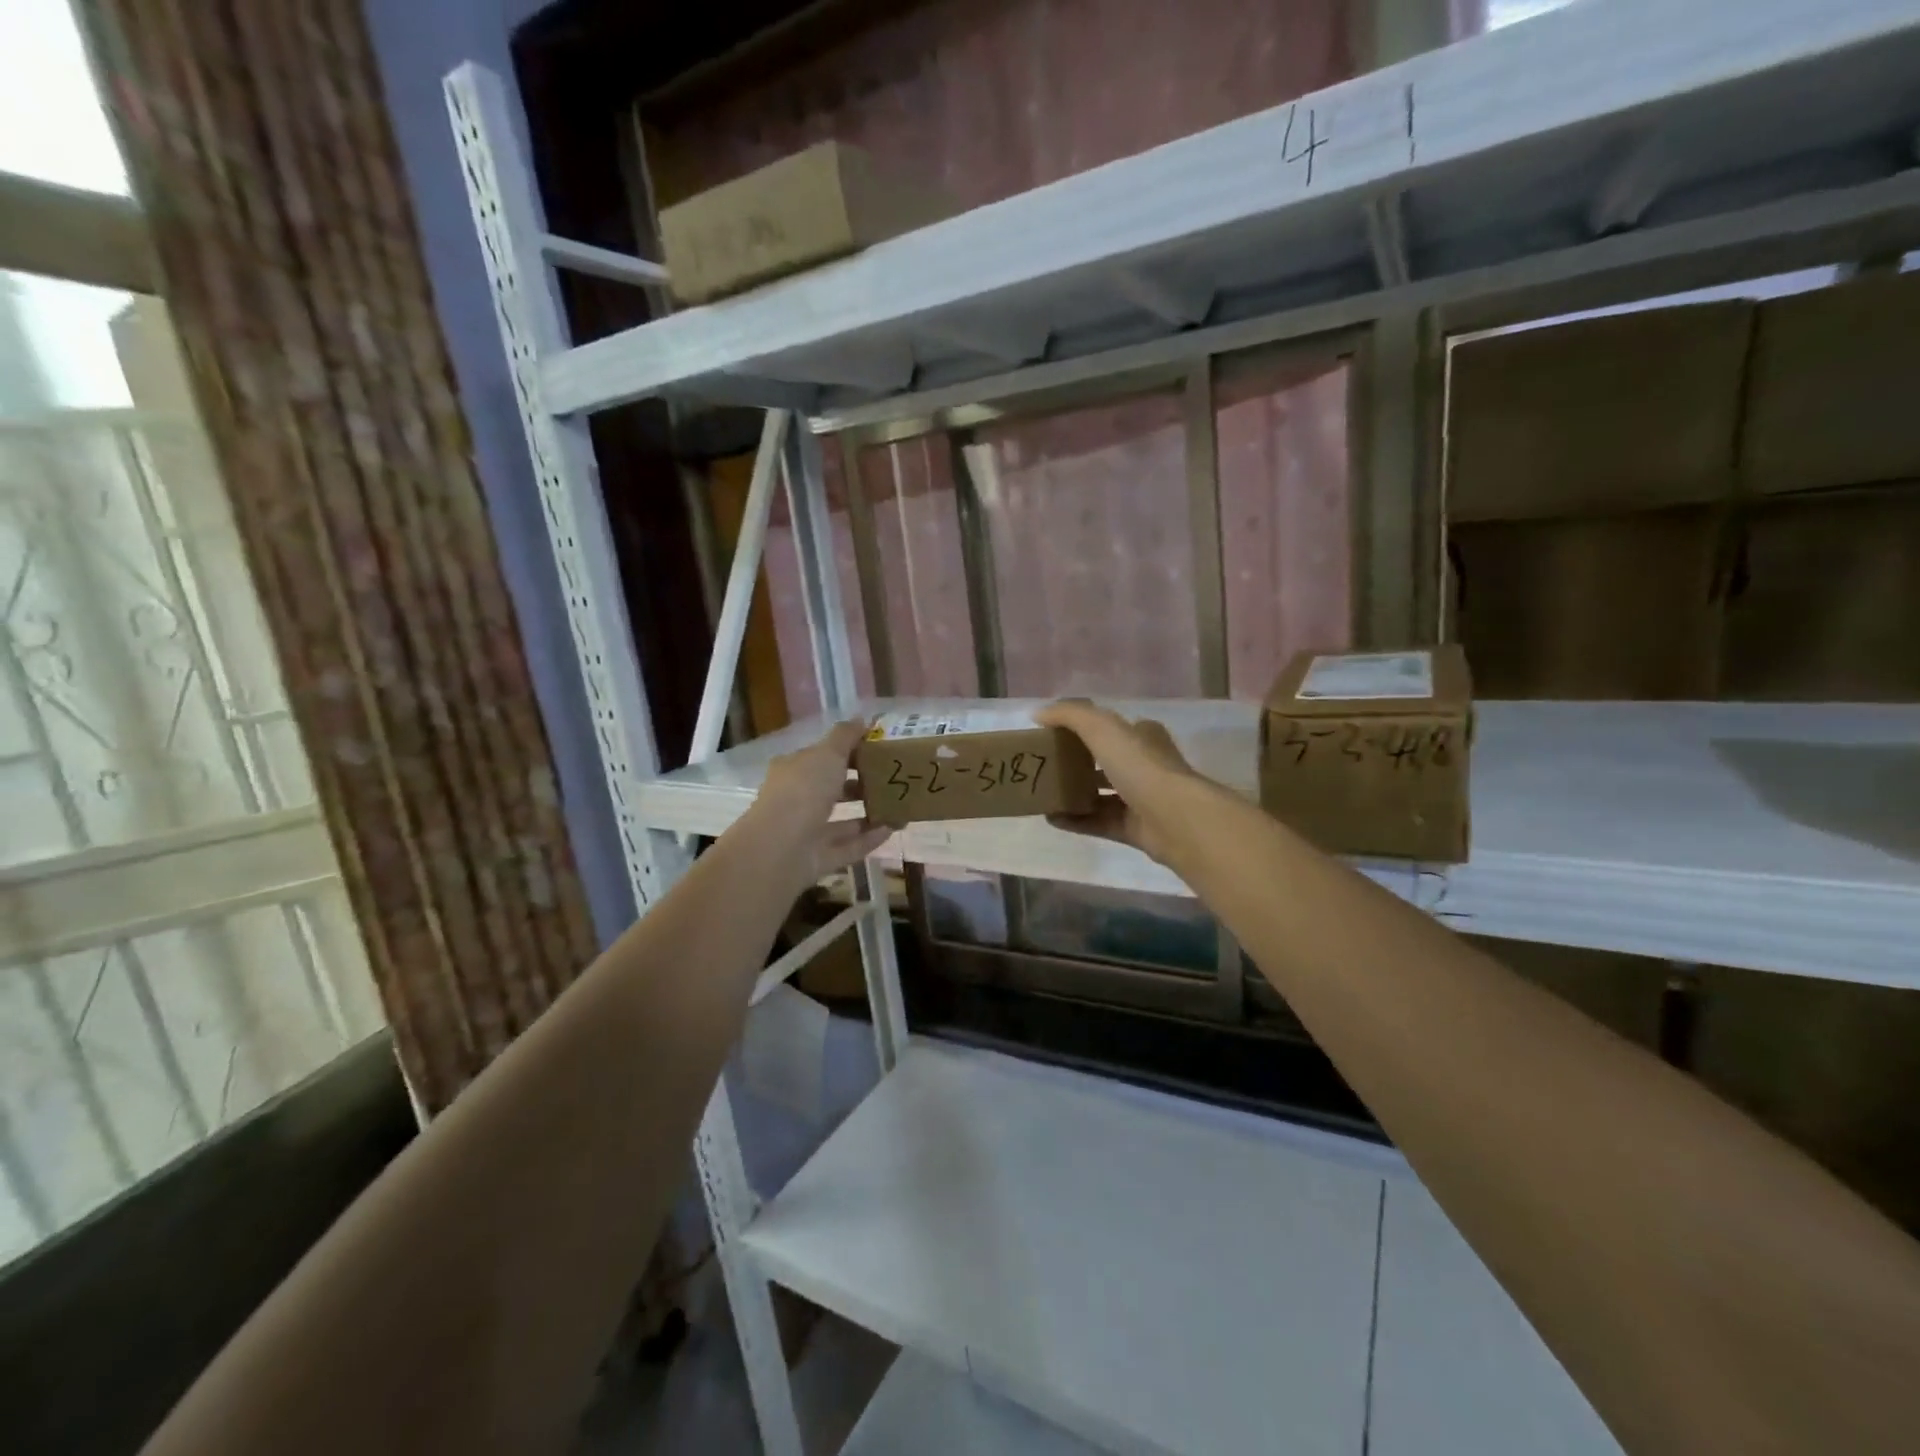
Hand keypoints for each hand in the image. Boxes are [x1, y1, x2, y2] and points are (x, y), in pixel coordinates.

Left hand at [747, 719, 891, 889]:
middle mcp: (798, 800)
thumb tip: (861, 719)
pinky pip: (848, 847)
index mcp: (794, 771)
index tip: (877, 750)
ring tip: (899, 806)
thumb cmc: (803, 790)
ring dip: (868, 814)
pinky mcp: (819, 859)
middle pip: (832, 790)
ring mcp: (807, 832)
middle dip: (860, 785)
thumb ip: (846, 736)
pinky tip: (892, 829)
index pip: (821, 758)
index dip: (847, 753)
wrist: (781, 847)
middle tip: (892, 778)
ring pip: (841, 822)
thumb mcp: (827, 753)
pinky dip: (869, 839)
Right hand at [1035, 699, 1207, 865]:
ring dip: (1074, 793)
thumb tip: (1038, 713)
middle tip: (1045, 765)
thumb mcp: (1102, 728)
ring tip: (1043, 793)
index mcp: (1144, 737)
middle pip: (1106, 762)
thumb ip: (1069, 716)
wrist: (1174, 818)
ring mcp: (1142, 800)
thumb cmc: (1141, 766)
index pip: (1114, 728)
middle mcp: (1145, 766)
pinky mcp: (1135, 829)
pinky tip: (1050, 818)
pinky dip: (1075, 820)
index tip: (1056, 735)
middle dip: (1077, 763)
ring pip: (1102, 794)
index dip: (1087, 729)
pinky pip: (1099, 822)